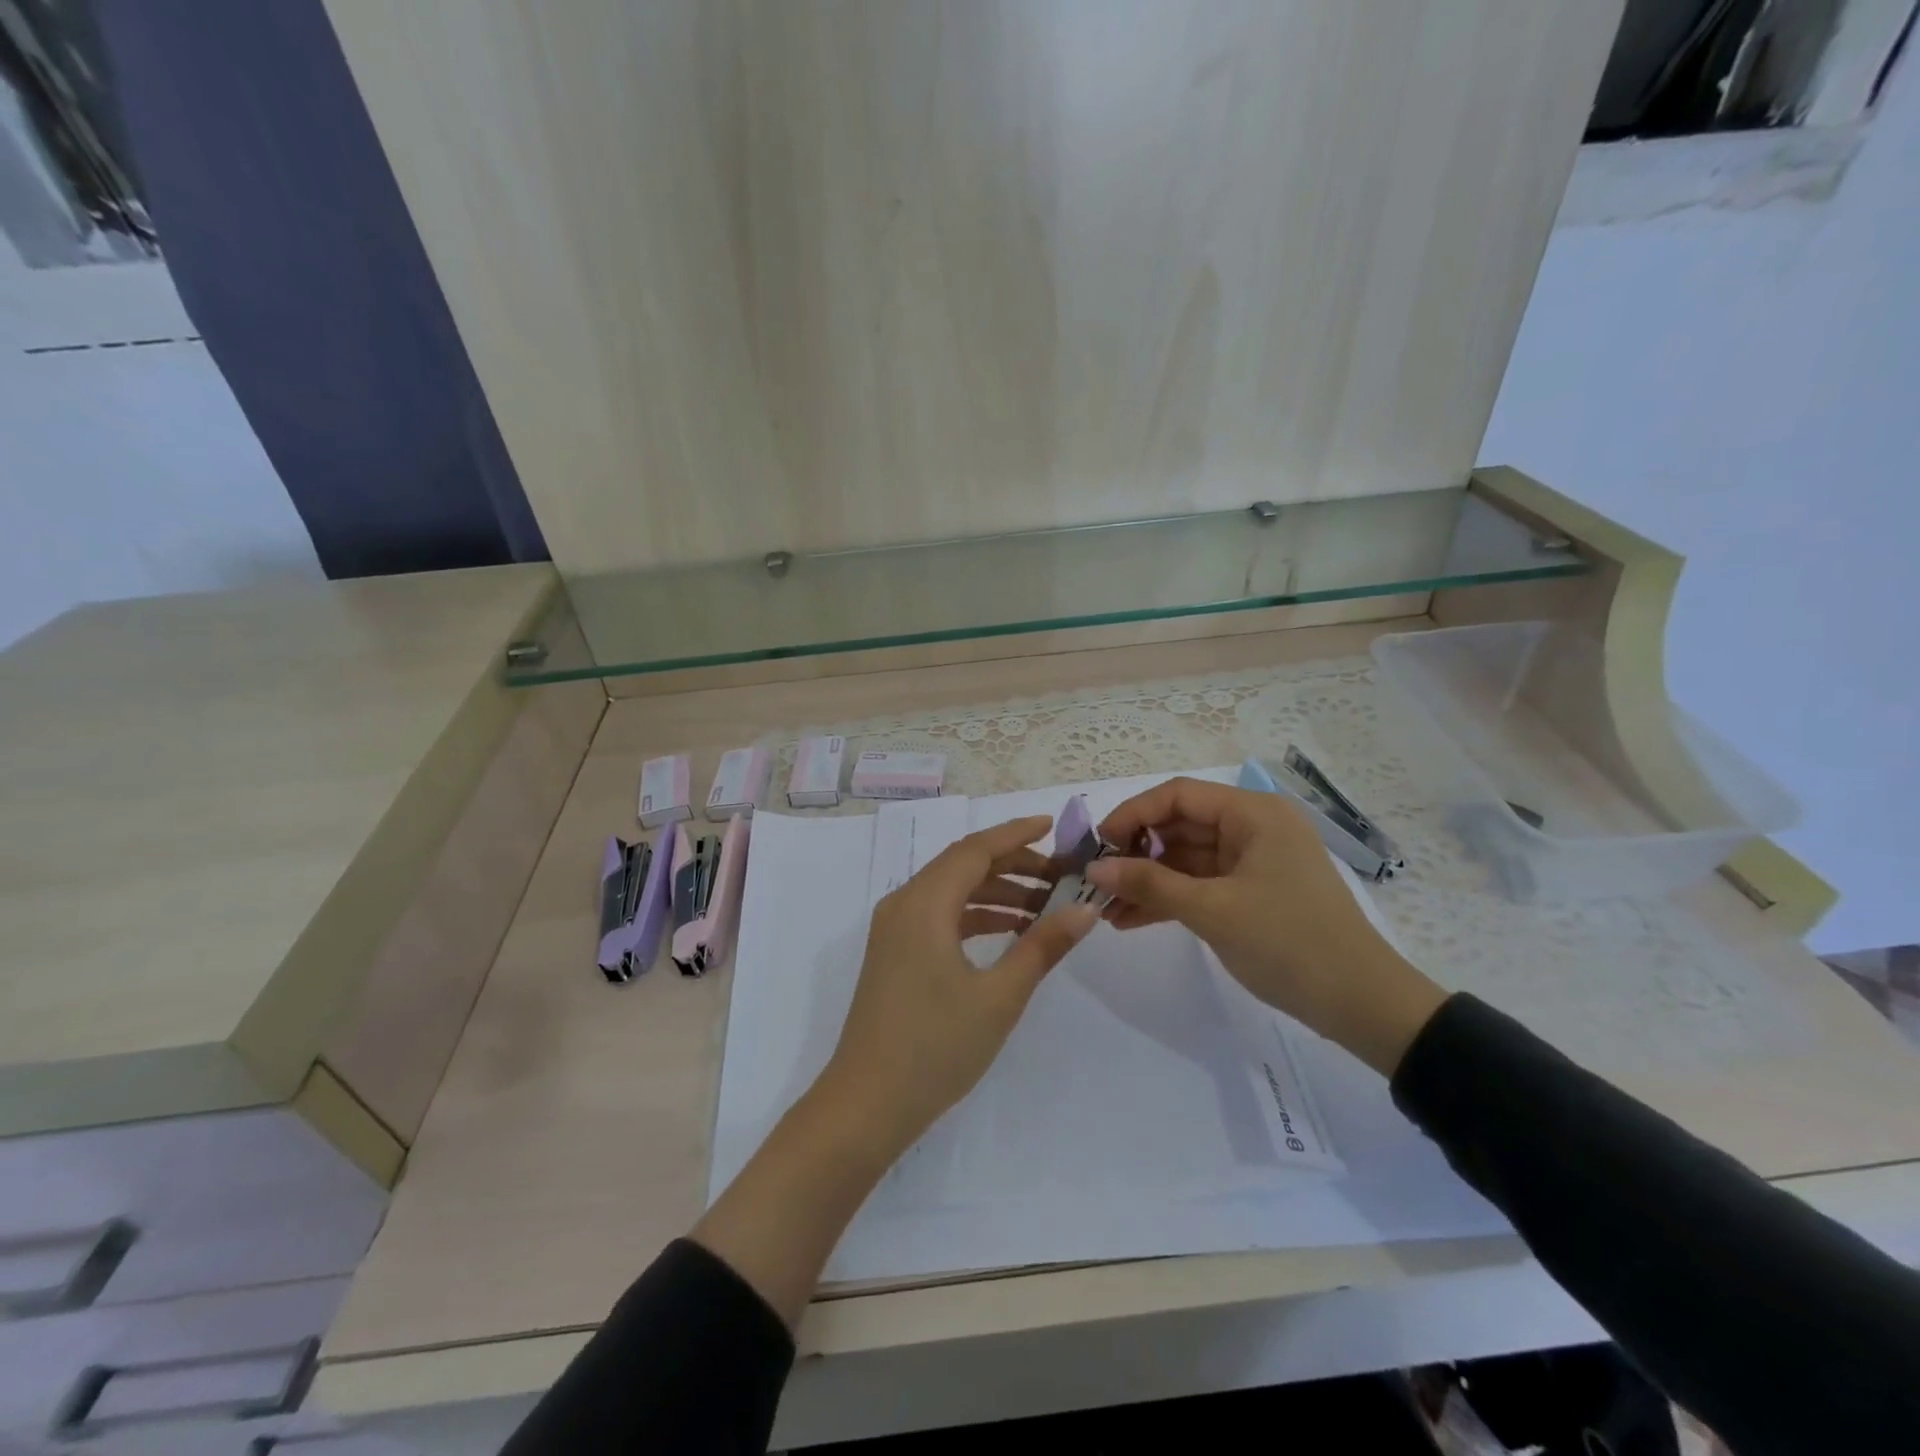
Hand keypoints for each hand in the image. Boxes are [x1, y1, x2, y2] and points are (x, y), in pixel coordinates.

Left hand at [820, 815, 1097, 1159]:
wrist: (866, 1104)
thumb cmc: (935, 1047)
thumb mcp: (999, 996)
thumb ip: (1042, 946)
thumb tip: (1084, 910)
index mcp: (924, 903)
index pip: (975, 850)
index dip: (1016, 834)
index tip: (1054, 826)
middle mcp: (904, 904)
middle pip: (963, 866)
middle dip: (1013, 865)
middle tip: (1061, 877)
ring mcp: (894, 929)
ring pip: (952, 892)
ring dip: (997, 893)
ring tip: (1046, 907)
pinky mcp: (895, 953)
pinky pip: (940, 916)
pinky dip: (976, 916)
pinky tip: (1010, 932)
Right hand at [1086, 778, 1446, 1075]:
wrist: (1362, 1004)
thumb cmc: (1289, 942)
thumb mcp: (1212, 910)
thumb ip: (1149, 884)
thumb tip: (1094, 868)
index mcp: (1252, 814)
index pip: (1177, 795)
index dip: (1132, 815)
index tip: (1097, 846)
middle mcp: (1252, 828)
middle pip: (1178, 825)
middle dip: (1134, 853)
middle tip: (1095, 881)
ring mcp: (1252, 862)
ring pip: (1184, 859)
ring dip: (1146, 881)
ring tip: (1104, 909)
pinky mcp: (1251, 893)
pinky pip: (1199, 885)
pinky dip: (1168, 899)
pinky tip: (1129, 921)